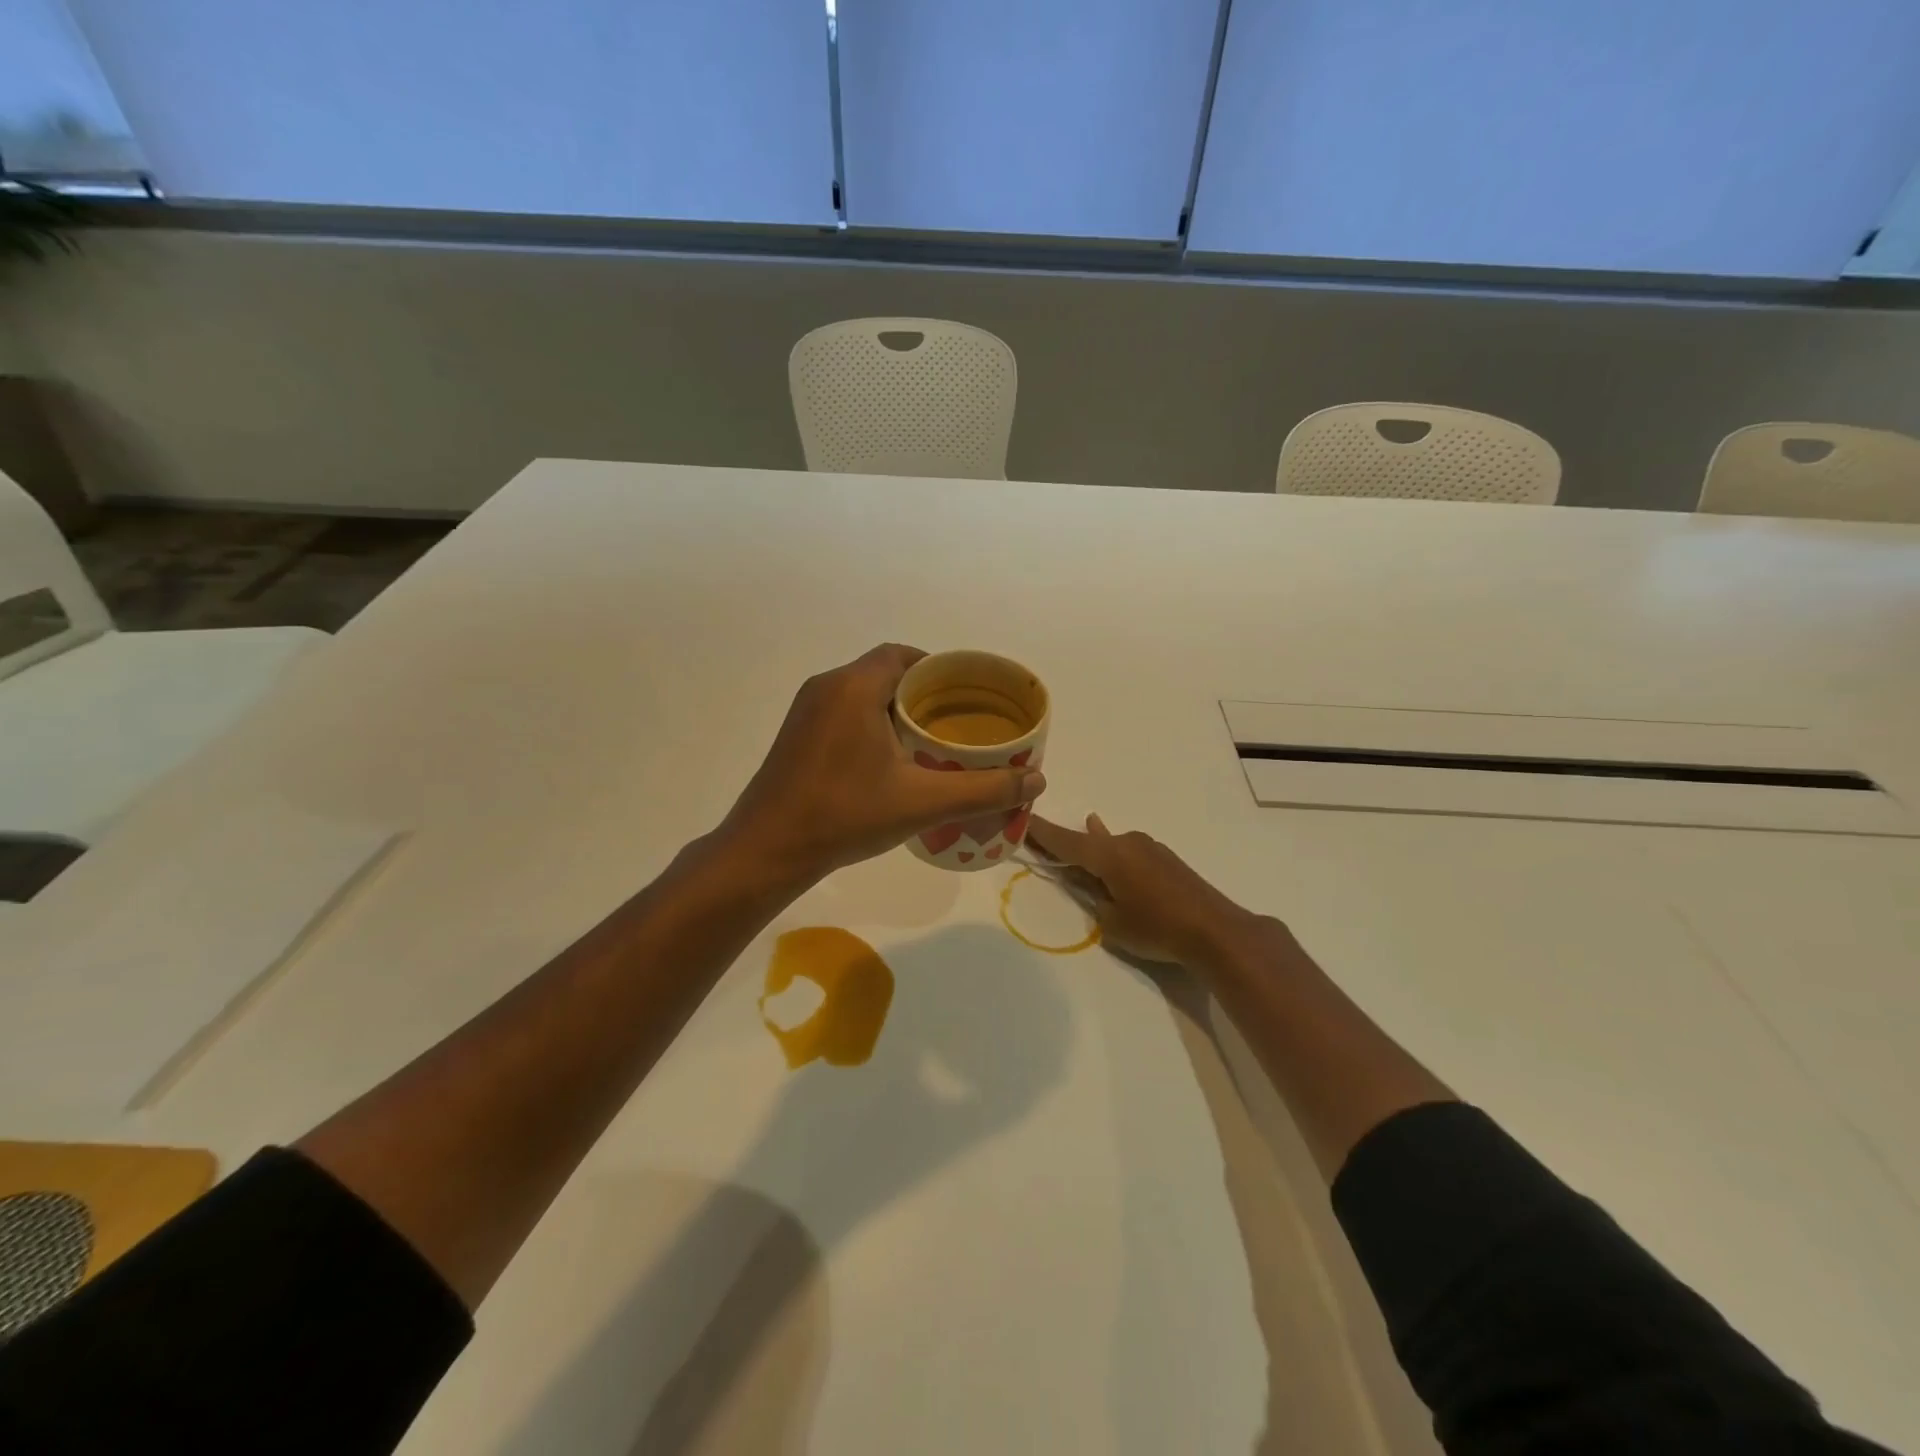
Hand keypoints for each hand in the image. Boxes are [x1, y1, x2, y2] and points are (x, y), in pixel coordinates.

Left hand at [720, 644, 1046, 885]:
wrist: (767, 850)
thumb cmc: (845, 815)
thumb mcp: (922, 803)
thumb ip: (984, 790)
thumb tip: (1037, 781)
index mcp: (855, 686)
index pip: (904, 655)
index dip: (939, 668)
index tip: (967, 694)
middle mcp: (827, 686)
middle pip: (885, 672)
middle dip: (923, 692)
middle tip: (956, 721)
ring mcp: (805, 711)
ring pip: (862, 693)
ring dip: (895, 708)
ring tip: (931, 740)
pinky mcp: (796, 735)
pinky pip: (843, 711)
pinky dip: (871, 722)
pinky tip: (890, 759)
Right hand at [1027, 813, 1266, 967]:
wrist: (1216, 930)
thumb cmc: (1157, 927)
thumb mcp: (1113, 922)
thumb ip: (1096, 900)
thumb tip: (1097, 887)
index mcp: (1108, 855)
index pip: (1066, 841)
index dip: (1042, 833)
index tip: (1023, 819)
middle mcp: (1127, 843)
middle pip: (1088, 841)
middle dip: (1067, 843)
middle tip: (1043, 841)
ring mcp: (1149, 848)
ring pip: (1110, 845)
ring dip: (1094, 848)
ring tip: (1079, 835)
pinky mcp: (1165, 860)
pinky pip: (1128, 852)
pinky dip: (1115, 855)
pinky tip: (1113, 851)